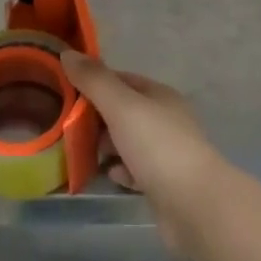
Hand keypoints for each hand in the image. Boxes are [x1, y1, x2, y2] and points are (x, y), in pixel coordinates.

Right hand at [60, 51, 228, 252]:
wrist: (195, 207)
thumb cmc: (157, 146)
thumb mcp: (121, 106)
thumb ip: (94, 80)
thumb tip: (67, 53)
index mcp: (159, 95)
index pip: (121, 79)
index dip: (94, 82)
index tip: (65, 90)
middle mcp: (165, 119)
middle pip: (123, 111)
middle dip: (96, 117)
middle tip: (65, 125)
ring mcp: (166, 153)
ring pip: (128, 142)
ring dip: (106, 145)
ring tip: (77, 151)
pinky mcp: (164, 184)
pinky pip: (135, 171)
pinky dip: (120, 171)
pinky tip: (107, 175)